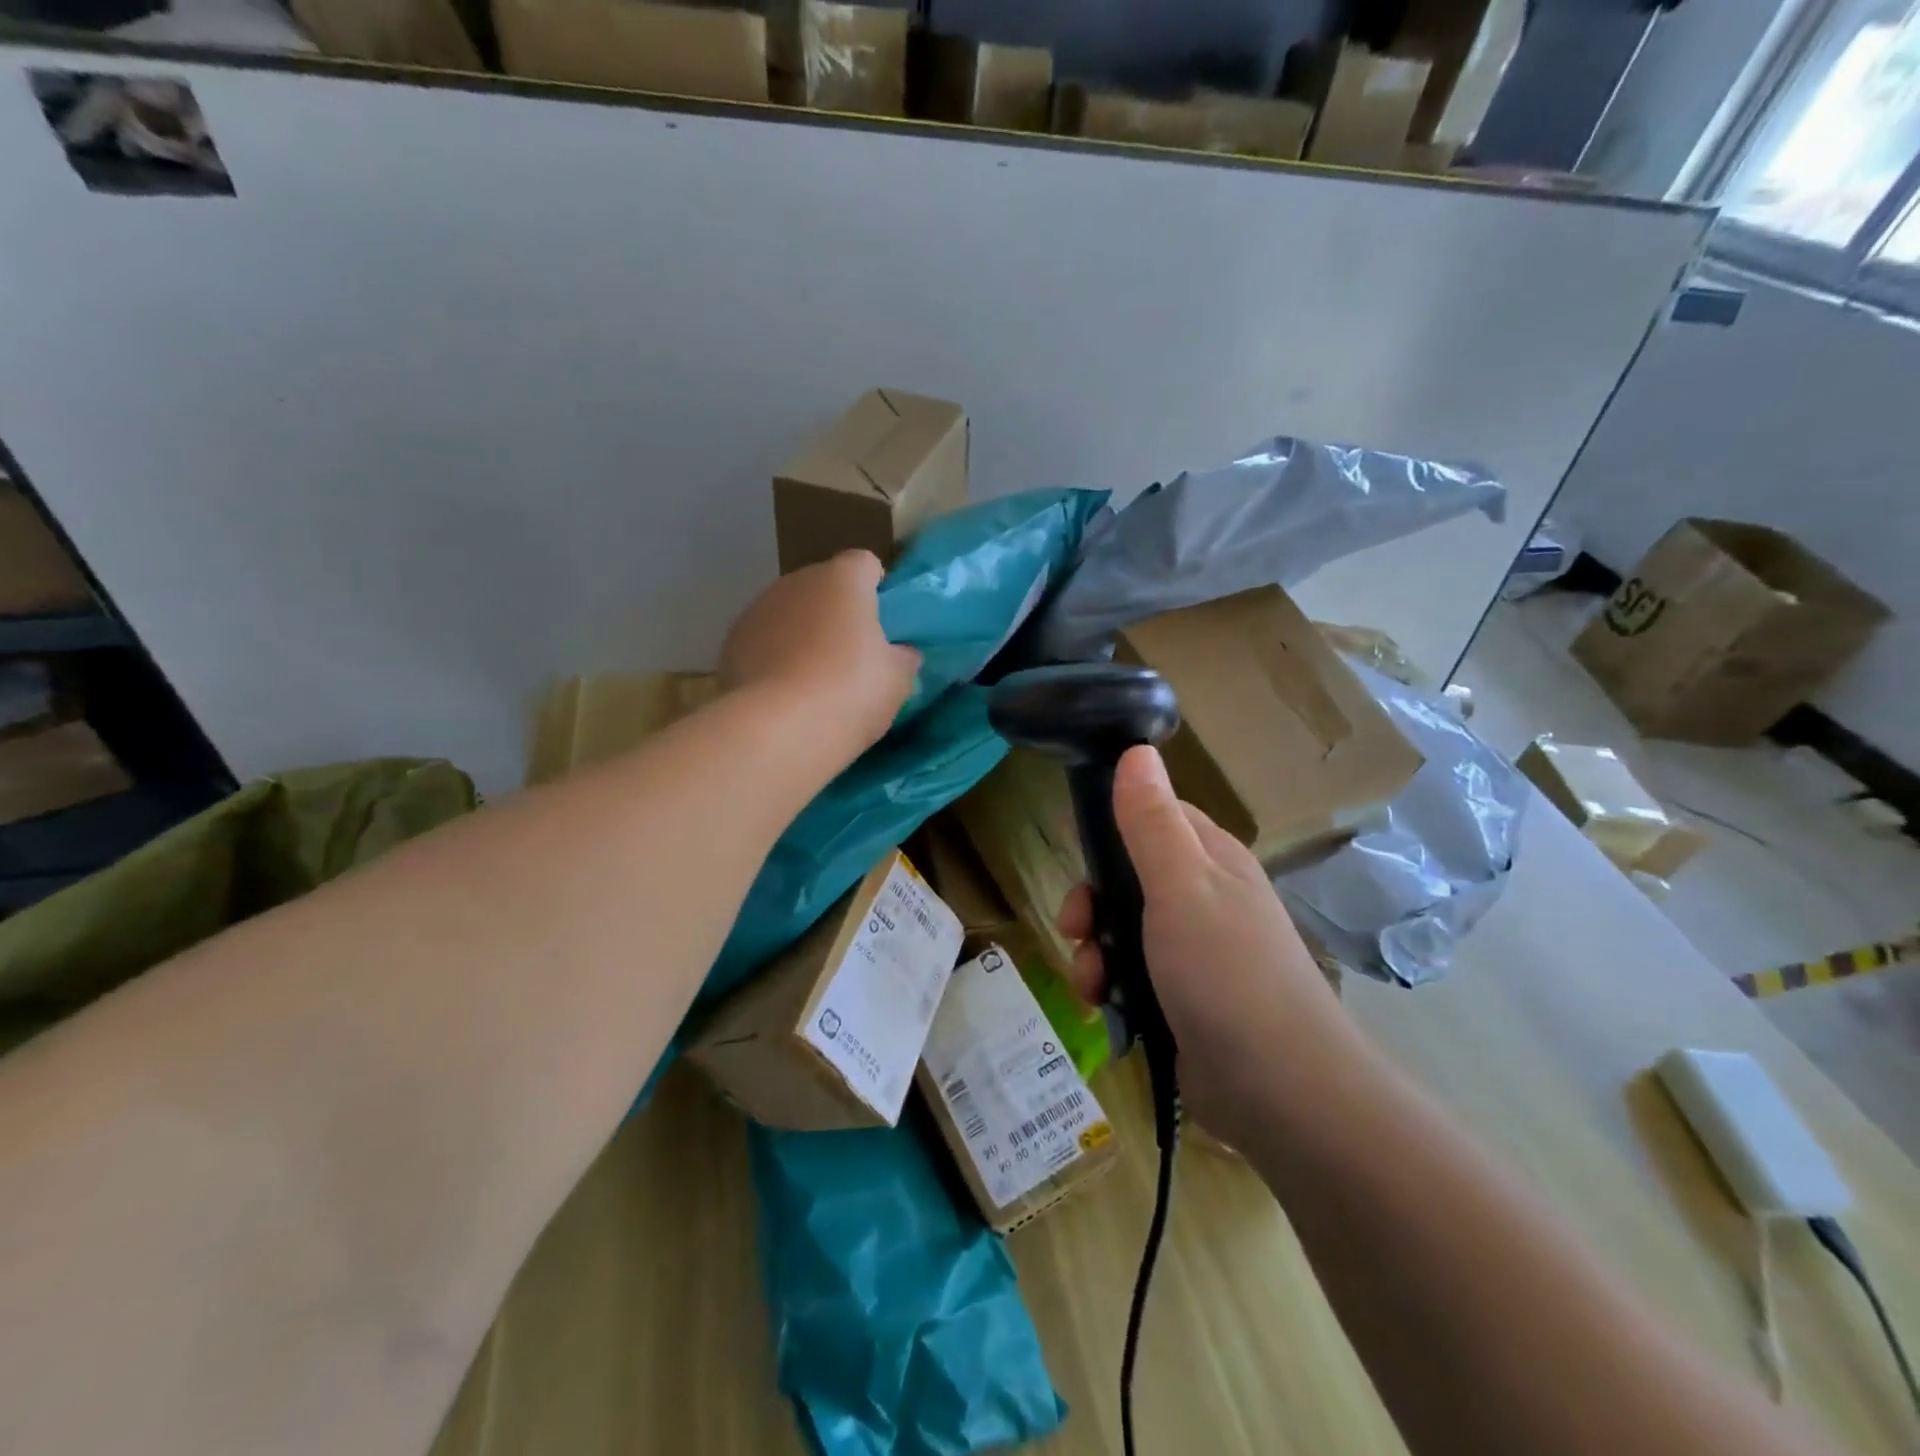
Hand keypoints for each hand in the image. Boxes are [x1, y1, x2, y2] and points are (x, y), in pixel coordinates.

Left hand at [720, 550, 919, 756]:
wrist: (778, 730)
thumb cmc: (851, 691)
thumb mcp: (897, 679)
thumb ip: (902, 657)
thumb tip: (901, 652)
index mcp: (842, 580)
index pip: (863, 564)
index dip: (875, 587)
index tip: (882, 620)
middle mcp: (796, 583)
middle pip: (822, 588)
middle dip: (836, 613)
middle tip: (852, 655)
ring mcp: (758, 611)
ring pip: (789, 614)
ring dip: (802, 634)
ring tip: (814, 680)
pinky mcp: (731, 644)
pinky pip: (763, 643)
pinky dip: (774, 659)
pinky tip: (784, 694)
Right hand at [1056, 745, 1358, 1144]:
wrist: (1280, 1092)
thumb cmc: (1226, 974)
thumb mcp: (1180, 886)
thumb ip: (1151, 821)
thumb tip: (1136, 750)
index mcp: (1210, 860)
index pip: (1152, 817)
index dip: (1110, 830)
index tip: (1079, 853)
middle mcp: (1204, 898)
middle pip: (1127, 878)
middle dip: (1093, 903)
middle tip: (1076, 928)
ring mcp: (1194, 952)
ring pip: (1122, 931)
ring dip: (1094, 952)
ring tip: (1091, 982)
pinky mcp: (1182, 999)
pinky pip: (1131, 976)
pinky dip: (1110, 988)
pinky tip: (1105, 1009)